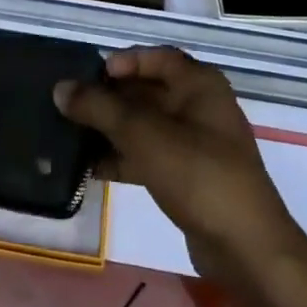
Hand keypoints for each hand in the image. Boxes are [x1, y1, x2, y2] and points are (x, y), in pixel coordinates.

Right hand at [55, 47, 304, 285]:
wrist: (246, 249)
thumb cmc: (197, 173)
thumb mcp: (143, 134)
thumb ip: (100, 108)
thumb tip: (60, 88)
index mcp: (199, 84)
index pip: (157, 57)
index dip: (124, 61)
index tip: (91, 75)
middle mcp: (201, 107)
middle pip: (148, 91)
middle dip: (110, 99)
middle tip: (71, 107)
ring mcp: (197, 144)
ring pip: (146, 126)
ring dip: (112, 130)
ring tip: (72, 137)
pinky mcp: (190, 177)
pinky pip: (150, 156)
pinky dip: (124, 158)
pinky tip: (92, 169)